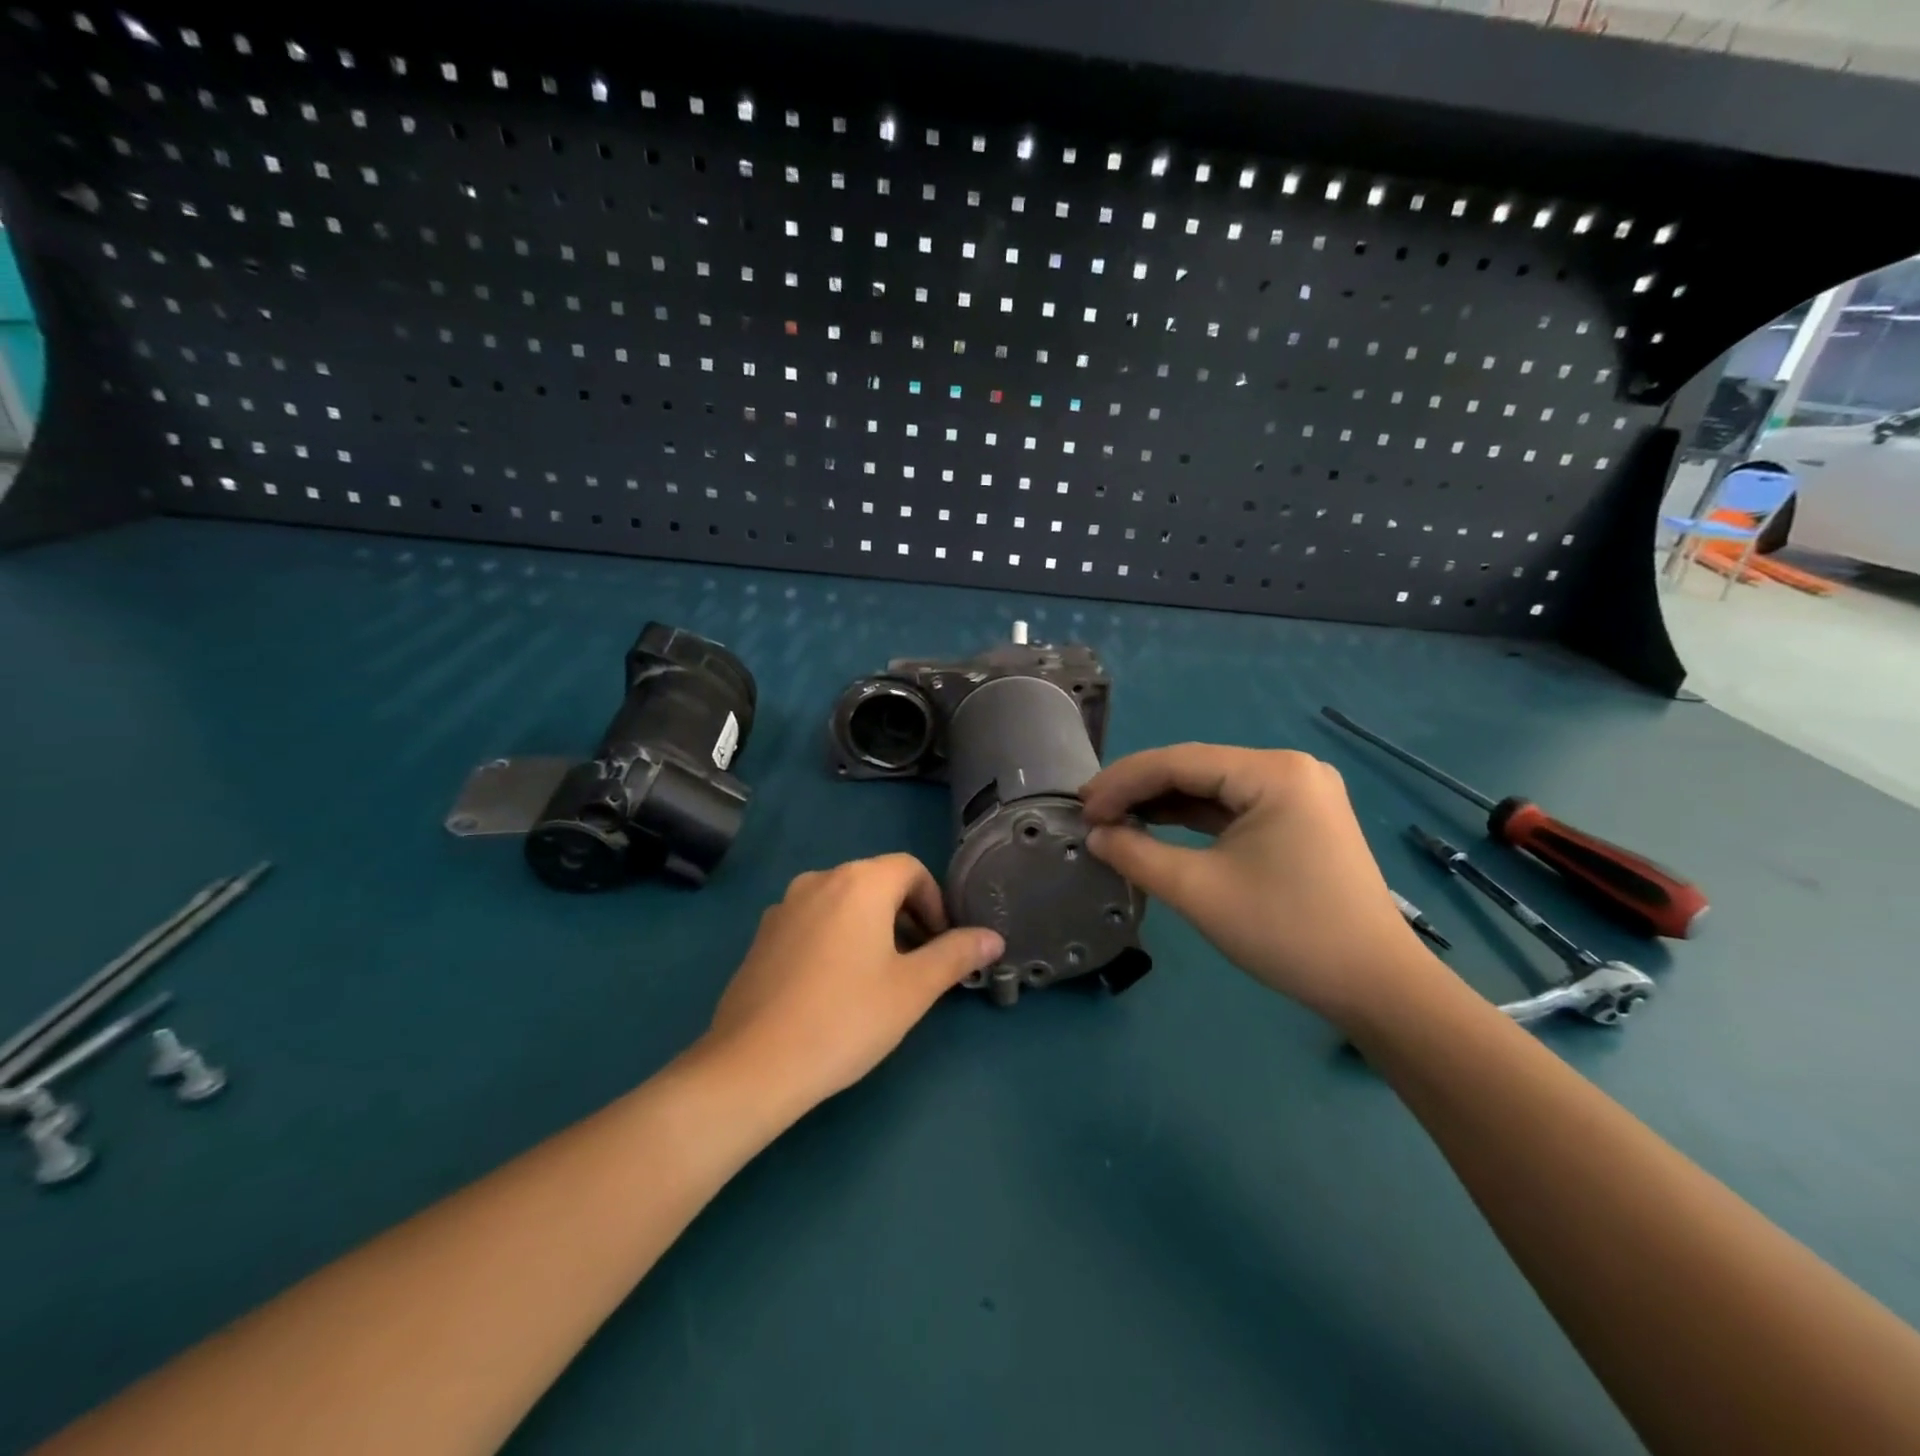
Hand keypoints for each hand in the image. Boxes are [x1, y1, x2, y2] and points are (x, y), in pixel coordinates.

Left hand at [700, 854, 1004, 1111]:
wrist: (754, 1064)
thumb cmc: (846, 1019)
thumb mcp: (913, 989)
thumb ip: (956, 955)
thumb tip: (993, 937)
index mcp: (859, 882)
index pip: (911, 869)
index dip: (935, 901)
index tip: (940, 944)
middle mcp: (819, 880)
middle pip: (876, 881)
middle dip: (905, 914)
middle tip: (916, 964)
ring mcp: (784, 906)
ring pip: (843, 902)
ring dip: (870, 926)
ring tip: (877, 977)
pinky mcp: (762, 935)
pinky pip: (813, 921)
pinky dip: (835, 937)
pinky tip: (833, 987)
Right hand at [1081, 744, 1445, 1027]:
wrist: (1376, 987)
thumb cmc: (1287, 932)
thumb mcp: (1199, 891)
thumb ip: (1137, 855)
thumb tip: (1096, 835)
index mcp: (1274, 772)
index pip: (1179, 761)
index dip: (1123, 781)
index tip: (1081, 807)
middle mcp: (1290, 768)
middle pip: (1196, 768)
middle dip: (1140, 790)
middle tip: (1092, 814)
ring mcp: (1299, 793)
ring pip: (1213, 787)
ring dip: (1164, 804)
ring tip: (1114, 820)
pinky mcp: (1300, 819)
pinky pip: (1234, 807)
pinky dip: (1194, 819)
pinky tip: (1157, 828)